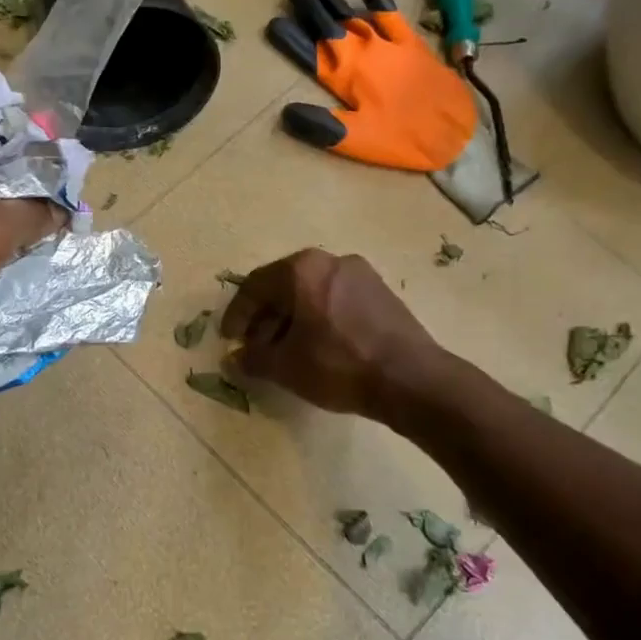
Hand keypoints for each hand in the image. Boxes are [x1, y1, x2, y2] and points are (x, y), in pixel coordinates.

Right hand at [219, 249, 440, 417]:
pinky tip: (318, 347)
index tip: (229, 340)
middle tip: (256, 346)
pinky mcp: (382, 293)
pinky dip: (318, 318)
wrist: (410, 379)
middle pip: (284, 286)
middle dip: (265, 317)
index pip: (255, 286)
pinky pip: (336, 299)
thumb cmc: (338, 365)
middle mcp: (331, 260)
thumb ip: (253, 359)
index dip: (237, 315)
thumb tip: (234, 358)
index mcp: (302, 269)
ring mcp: (361, 274)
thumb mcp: (286, 367)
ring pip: (312, 292)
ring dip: (292, 319)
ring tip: (285, 351)